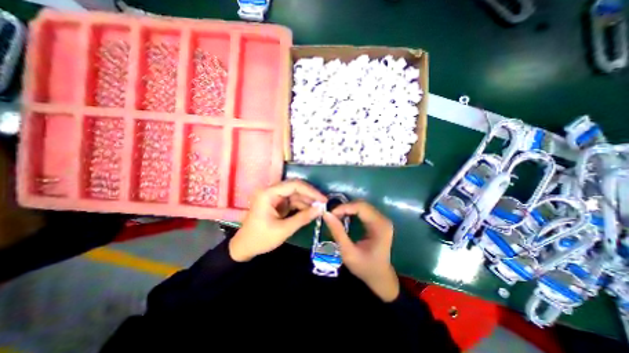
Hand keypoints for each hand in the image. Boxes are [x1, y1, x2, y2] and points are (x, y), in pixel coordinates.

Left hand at [230, 183, 329, 261]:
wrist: (245, 247)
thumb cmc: (261, 238)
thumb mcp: (283, 229)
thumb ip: (303, 218)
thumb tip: (321, 209)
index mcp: (269, 193)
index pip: (294, 185)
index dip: (310, 191)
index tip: (323, 199)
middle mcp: (271, 191)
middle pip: (295, 188)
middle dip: (310, 196)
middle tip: (324, 203)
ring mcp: (274, 197)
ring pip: (295, 195)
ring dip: (307, 201)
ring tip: (320, 209)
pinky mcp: (277, 204)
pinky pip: (293, 202)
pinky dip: (302, 206)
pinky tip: (311, 211)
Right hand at [324, 200, 396, 301]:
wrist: (380, 277)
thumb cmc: (365, 267)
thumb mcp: (348, 252)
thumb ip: (337, 232)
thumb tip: (326, 214)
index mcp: (380, 226)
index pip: (361, 207)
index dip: (344, 207)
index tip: (330, 214)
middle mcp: (383, 219)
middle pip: (362, 204)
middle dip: (345, 207)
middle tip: (332, 216)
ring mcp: (382, 219)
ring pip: (362, 206)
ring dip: (348, 208)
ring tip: (336, 216)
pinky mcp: (378, 221)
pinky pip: (363, 210)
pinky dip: (352, 211)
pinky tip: (344, 217)